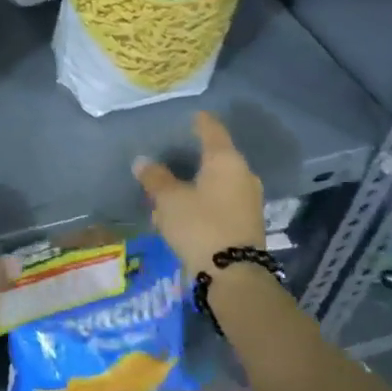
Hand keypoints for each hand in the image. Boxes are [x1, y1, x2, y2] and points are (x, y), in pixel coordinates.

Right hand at [133, 111, 266, 278]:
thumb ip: (155, 178)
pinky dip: (203, 201)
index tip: (191, 115)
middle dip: (194, 157)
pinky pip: (221, 202)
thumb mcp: (169, 200)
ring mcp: (248, 200)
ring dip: (196, 184)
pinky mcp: (247, 222)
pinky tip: (184, 213)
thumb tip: (143, 161)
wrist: (234, 275)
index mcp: (225, 160)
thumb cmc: (200, 225)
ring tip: (171, 190)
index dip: (200, 121)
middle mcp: (242, 174)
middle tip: (173, 156)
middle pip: (216, 157)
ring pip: (217, 182)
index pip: (212, 130)